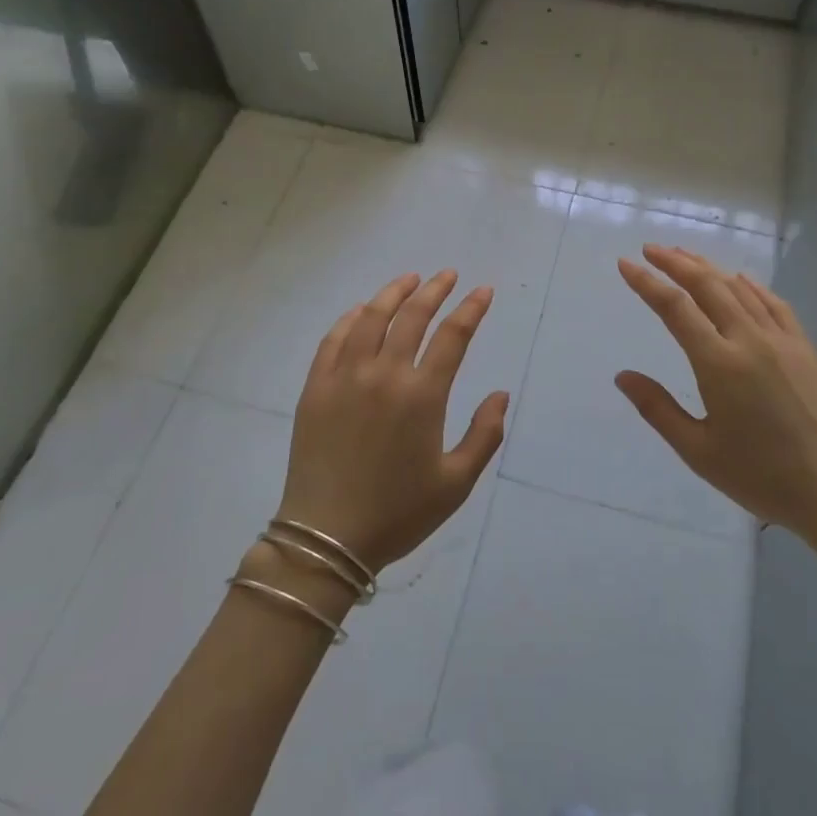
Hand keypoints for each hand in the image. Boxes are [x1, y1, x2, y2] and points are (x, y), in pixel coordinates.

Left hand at [275, 270, 508, 573]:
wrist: (326, 539)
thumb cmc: (398, 513)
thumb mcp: (456, 484)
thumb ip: (484, 435)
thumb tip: (500, 394)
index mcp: (422, 396)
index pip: (452, 336)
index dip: (471, 309)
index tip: (482, 291)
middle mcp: (384, 374)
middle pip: (412, 316)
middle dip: (434, 290)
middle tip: (447, 275)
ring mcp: (345, 377)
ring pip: (371, 317)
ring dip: (393, 293)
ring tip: (409, 279)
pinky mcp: (316, 387)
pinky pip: (334, 339)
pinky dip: (351, 317)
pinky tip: (362, 310)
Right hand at [615, 245, 816, 547]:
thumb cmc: (760, 477)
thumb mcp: (698, 451)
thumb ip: (657, 409)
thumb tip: (623, 376)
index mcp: (719, 364)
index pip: (675, 308)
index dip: (647, 283)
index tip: (626, 264)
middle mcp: (750, 340)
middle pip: (707, 285)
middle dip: (675, 262)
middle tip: (650, 248)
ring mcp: (782, 341)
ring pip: (739, 288)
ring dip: (708, 268)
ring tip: (684, 256)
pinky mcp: (805, 348)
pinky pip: (774, 304)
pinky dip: (751, 285)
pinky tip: (740, 280)